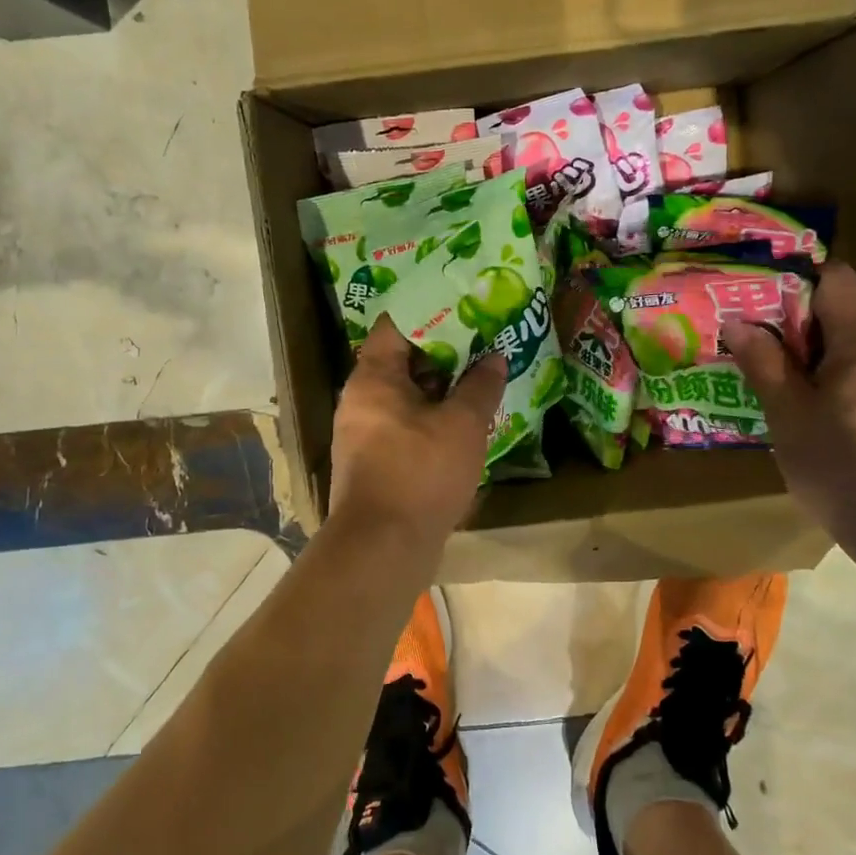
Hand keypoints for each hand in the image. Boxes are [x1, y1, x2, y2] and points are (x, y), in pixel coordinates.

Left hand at [328, 316, 506, 545]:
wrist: (383, 548)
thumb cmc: (420, 473)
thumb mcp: (462, 425)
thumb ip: (481, 386)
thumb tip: (496, 357)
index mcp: (373, 378)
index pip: (395, 325)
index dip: (430, 312)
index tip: (464, 306)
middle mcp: (360, 399)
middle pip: (401, 360)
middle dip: (443, 352)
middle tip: (482, 341)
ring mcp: (364, 432)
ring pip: (405, 395)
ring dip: (441, 388)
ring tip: (480, 377)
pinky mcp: (374, 462)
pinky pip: (405, 424)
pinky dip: (431, 417)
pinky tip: (464, 421)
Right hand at [723, 263, 855, 531]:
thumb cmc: (847, 471)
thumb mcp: (790, 417)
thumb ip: (764, 364)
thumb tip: (738, 321)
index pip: (834, 277)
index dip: (792, 281)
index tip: (754, 302)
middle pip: (844, 312)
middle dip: (795, 324)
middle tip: (752, 345)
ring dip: (816, 357)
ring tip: (776, 382)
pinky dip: (839, 381)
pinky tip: (814, 415)